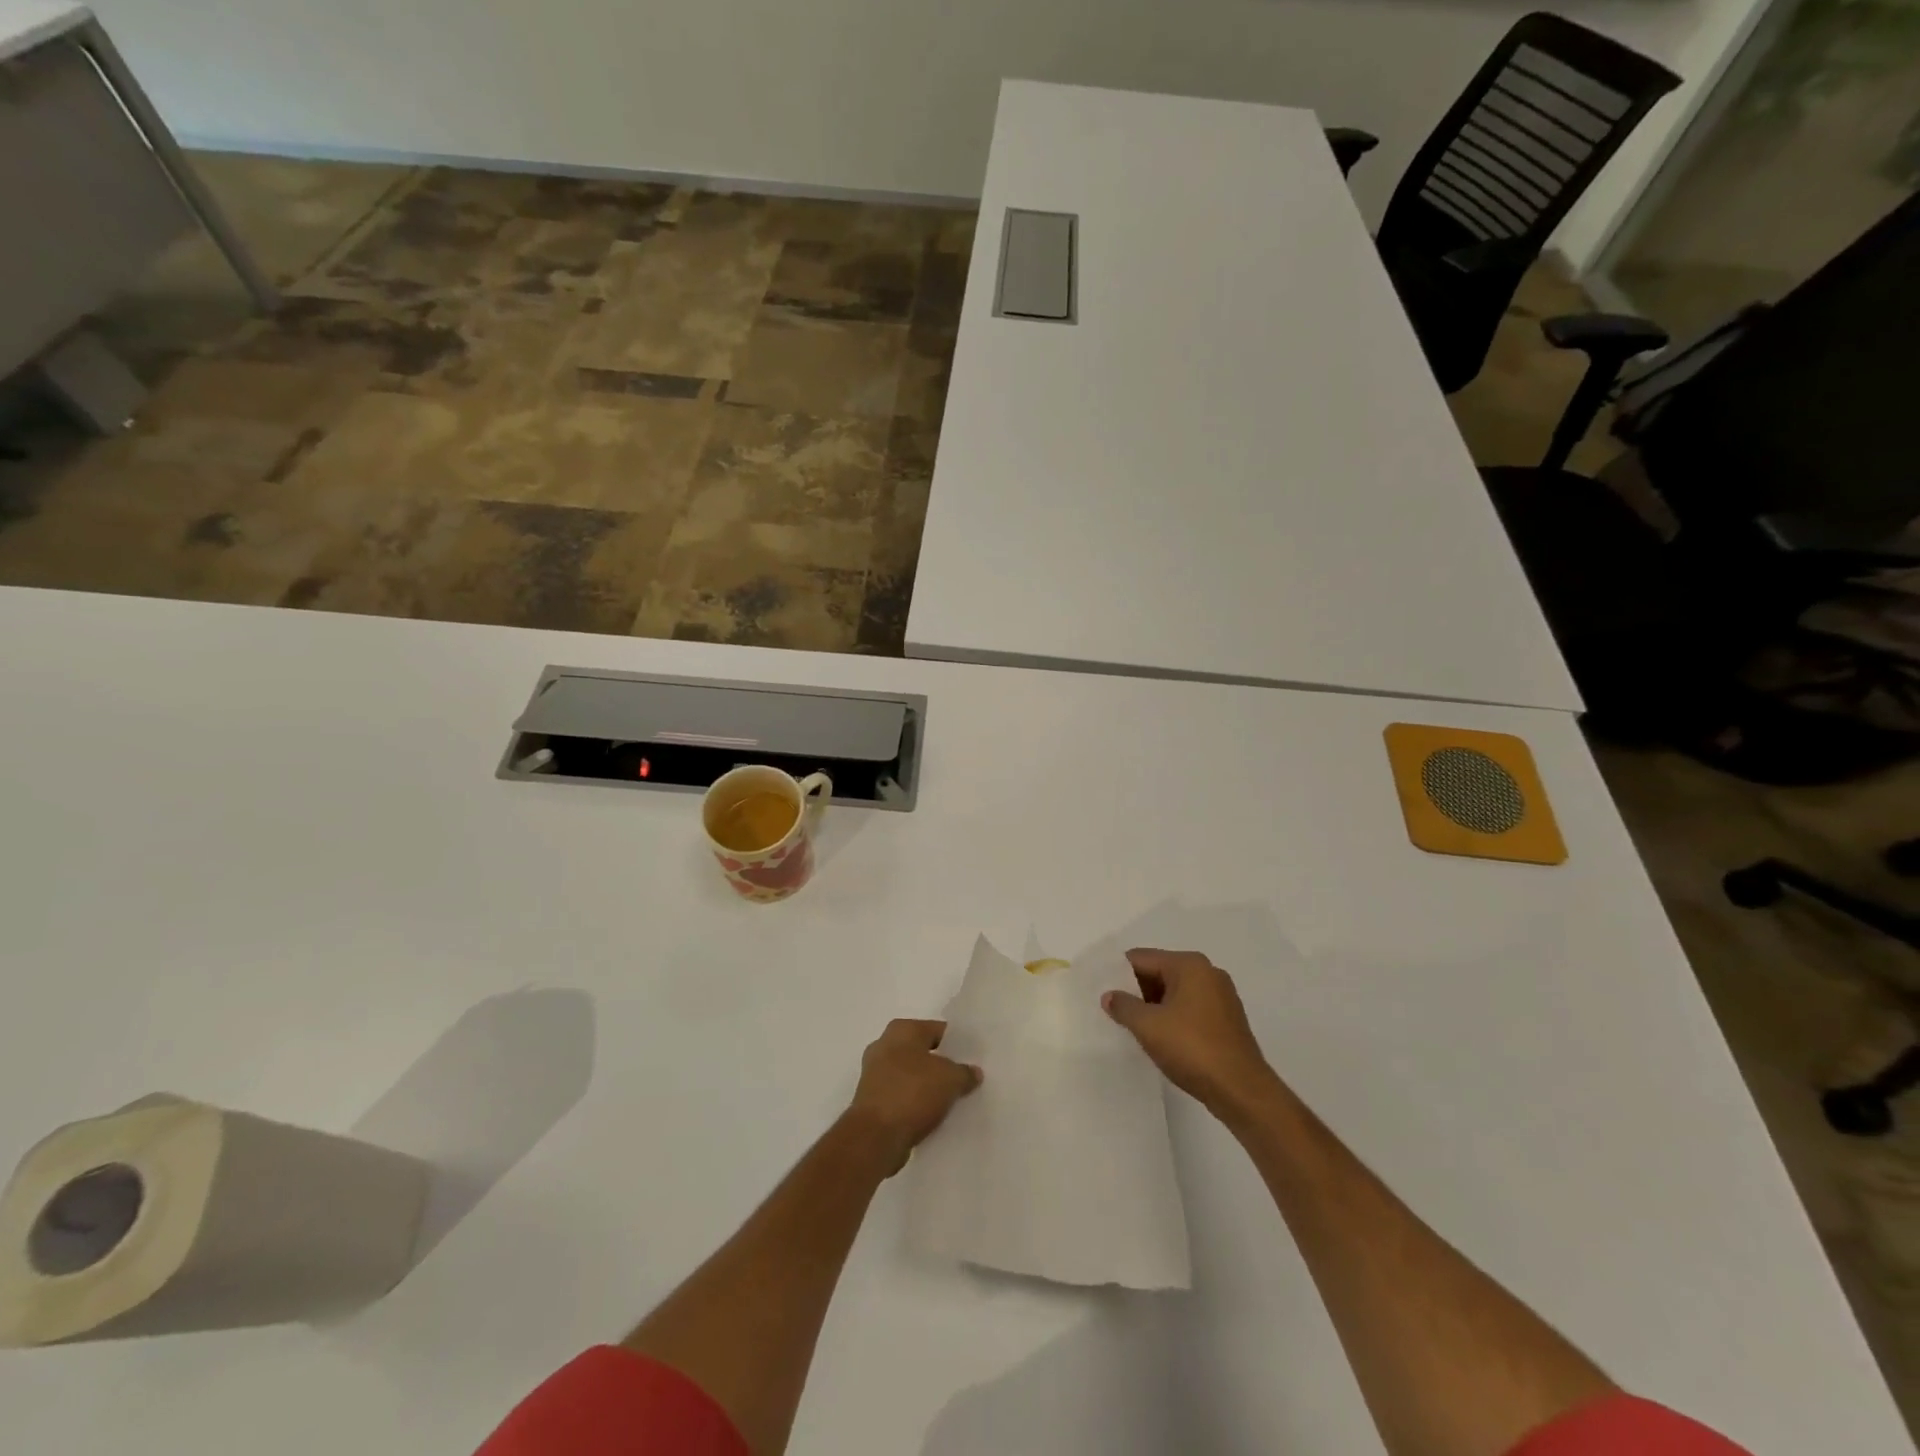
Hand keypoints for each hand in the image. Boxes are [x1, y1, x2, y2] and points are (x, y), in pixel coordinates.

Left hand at [844, 1019, 982, 1174]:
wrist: (875, 1137)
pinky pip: (901, 1096)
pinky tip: (932, 1115)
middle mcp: (884, 1045)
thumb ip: (965, 1072)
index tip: (973, 1058)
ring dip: (927, 1086)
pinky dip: (915, 1103)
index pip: (937, 1030)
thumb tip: (973, 1072)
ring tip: (952, 1099)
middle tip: (965, 1078)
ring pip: (911, 1075)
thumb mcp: (950, 1079)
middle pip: (922, 1052)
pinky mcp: (871, 1101)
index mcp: (902, 1030)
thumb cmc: (912, 1093)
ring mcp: (874, 1074)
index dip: (957, 1043)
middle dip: (941, 1065)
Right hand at [1102, 949, 1278, 1117]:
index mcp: (1190, 965)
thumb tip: (1110, 996)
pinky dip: (1172, 1018)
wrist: (1241, 1091)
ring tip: (1132, 1026)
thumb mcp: (1148, 1026)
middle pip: (1159, 972)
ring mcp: (1221, 997)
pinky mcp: (1227, 1020)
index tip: (1100, 991)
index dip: (1118, 974)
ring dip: (1153, 1006)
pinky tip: (1159, 1039)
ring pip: (1175, 992)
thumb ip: (1123, 1006)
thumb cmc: (1192, 1049)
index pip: (1142, 958)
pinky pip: (1190, 1009)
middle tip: (1112, 1010)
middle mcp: (1208, 973)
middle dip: (1136, 991)